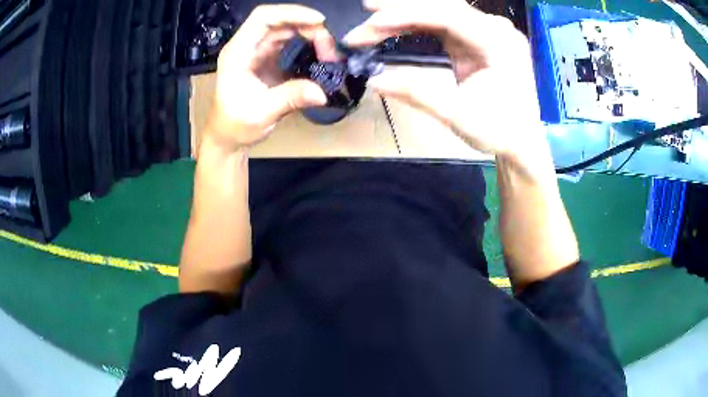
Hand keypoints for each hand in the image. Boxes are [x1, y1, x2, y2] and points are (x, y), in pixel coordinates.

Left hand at [205, 5, 338, 151]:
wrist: (228, 136)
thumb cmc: (235, 124)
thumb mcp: (262, 112)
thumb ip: (291, 98)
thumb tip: (322, 92)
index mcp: (238, 52)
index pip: (263, 18)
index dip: (292, 13)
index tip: (319, 22)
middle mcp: (247, 46)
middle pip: (279, 21)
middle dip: (307, 27)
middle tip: (329, 48)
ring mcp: (257, 51)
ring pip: (286, 29)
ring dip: (309, 34)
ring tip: (328, 50)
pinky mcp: (266, 59)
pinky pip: (288, 42)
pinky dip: (306, 43)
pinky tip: (319, 53)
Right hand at [345, 0, 550, 173]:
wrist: (522, 142)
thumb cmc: (500, 132)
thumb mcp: (458, 116)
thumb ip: (417, 93)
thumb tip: (374, 80)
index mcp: (499, 43)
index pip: (448, 16)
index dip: (407, 15)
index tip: (372, 23)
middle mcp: (496, 29)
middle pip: (443, 6)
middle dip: (402, 9)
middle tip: (365, 12)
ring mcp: (488, 32)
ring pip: (441, 10)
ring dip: (407, 13)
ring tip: (373, 19)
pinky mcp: (479, 39)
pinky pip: (444, 22)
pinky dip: (418, 23)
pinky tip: (396, 26)